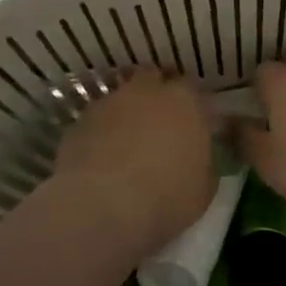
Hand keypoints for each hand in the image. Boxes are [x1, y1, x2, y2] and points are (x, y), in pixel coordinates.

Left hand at [50, 69, 214, 255]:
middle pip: (153, 78)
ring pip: (122, 97)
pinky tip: (102, 156)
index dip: (192, 105)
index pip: (193, 88)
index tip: (193, 124)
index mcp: (185, 101)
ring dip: (127, 112)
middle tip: (160, 123)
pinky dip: (102, 131)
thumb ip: (204, 161)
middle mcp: (147, 91)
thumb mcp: (204, 189)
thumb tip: (198, 156)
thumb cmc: (166, 197)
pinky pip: (97, 120)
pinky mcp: (80, 120)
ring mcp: (110, 102)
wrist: (102, 206)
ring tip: (128, 141)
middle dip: (157, 94)